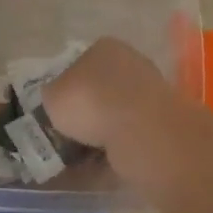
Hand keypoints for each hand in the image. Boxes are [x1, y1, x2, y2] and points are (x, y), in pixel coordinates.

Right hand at [43, 38, 176, 151]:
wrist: (137, 130)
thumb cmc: (89, 101)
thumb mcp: (52, 96)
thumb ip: (52, 95)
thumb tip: (57, 100)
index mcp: (104, 48)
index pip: (80, 63)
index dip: (66, 87)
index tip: (56, 109)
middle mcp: (131, 63)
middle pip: (100, 89)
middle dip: (85, 112)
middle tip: (66, 133)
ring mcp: (150, 93)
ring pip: (115, 114)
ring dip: (99, 133)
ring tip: (78, 155)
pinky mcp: (160, 122)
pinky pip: (128, 136)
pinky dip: (113, 149)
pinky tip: (97, 164)